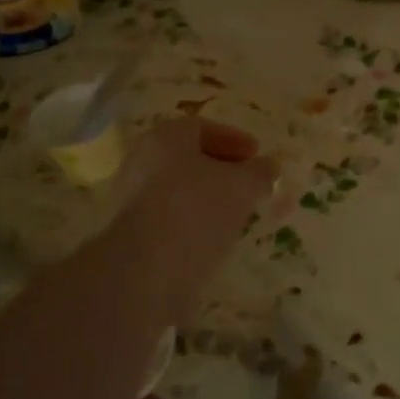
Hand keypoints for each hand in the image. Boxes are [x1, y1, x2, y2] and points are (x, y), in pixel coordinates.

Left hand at [114, 118, 276, 314]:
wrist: (148, 270)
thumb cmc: (197, 210)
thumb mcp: (242, 186)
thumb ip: (260, 172)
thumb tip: (268, 166)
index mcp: (165, 137)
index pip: (202, 128)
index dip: (234, 139)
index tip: (257, 155)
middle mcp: (142, 160)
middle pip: (188, 158)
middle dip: (221, 168)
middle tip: (247, 183)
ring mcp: (131, 198)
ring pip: (177, 188)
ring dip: (207, 197)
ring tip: (235, 213)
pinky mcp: (130, 233)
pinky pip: (168, 217)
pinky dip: (191, 221)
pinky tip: (212, 237)